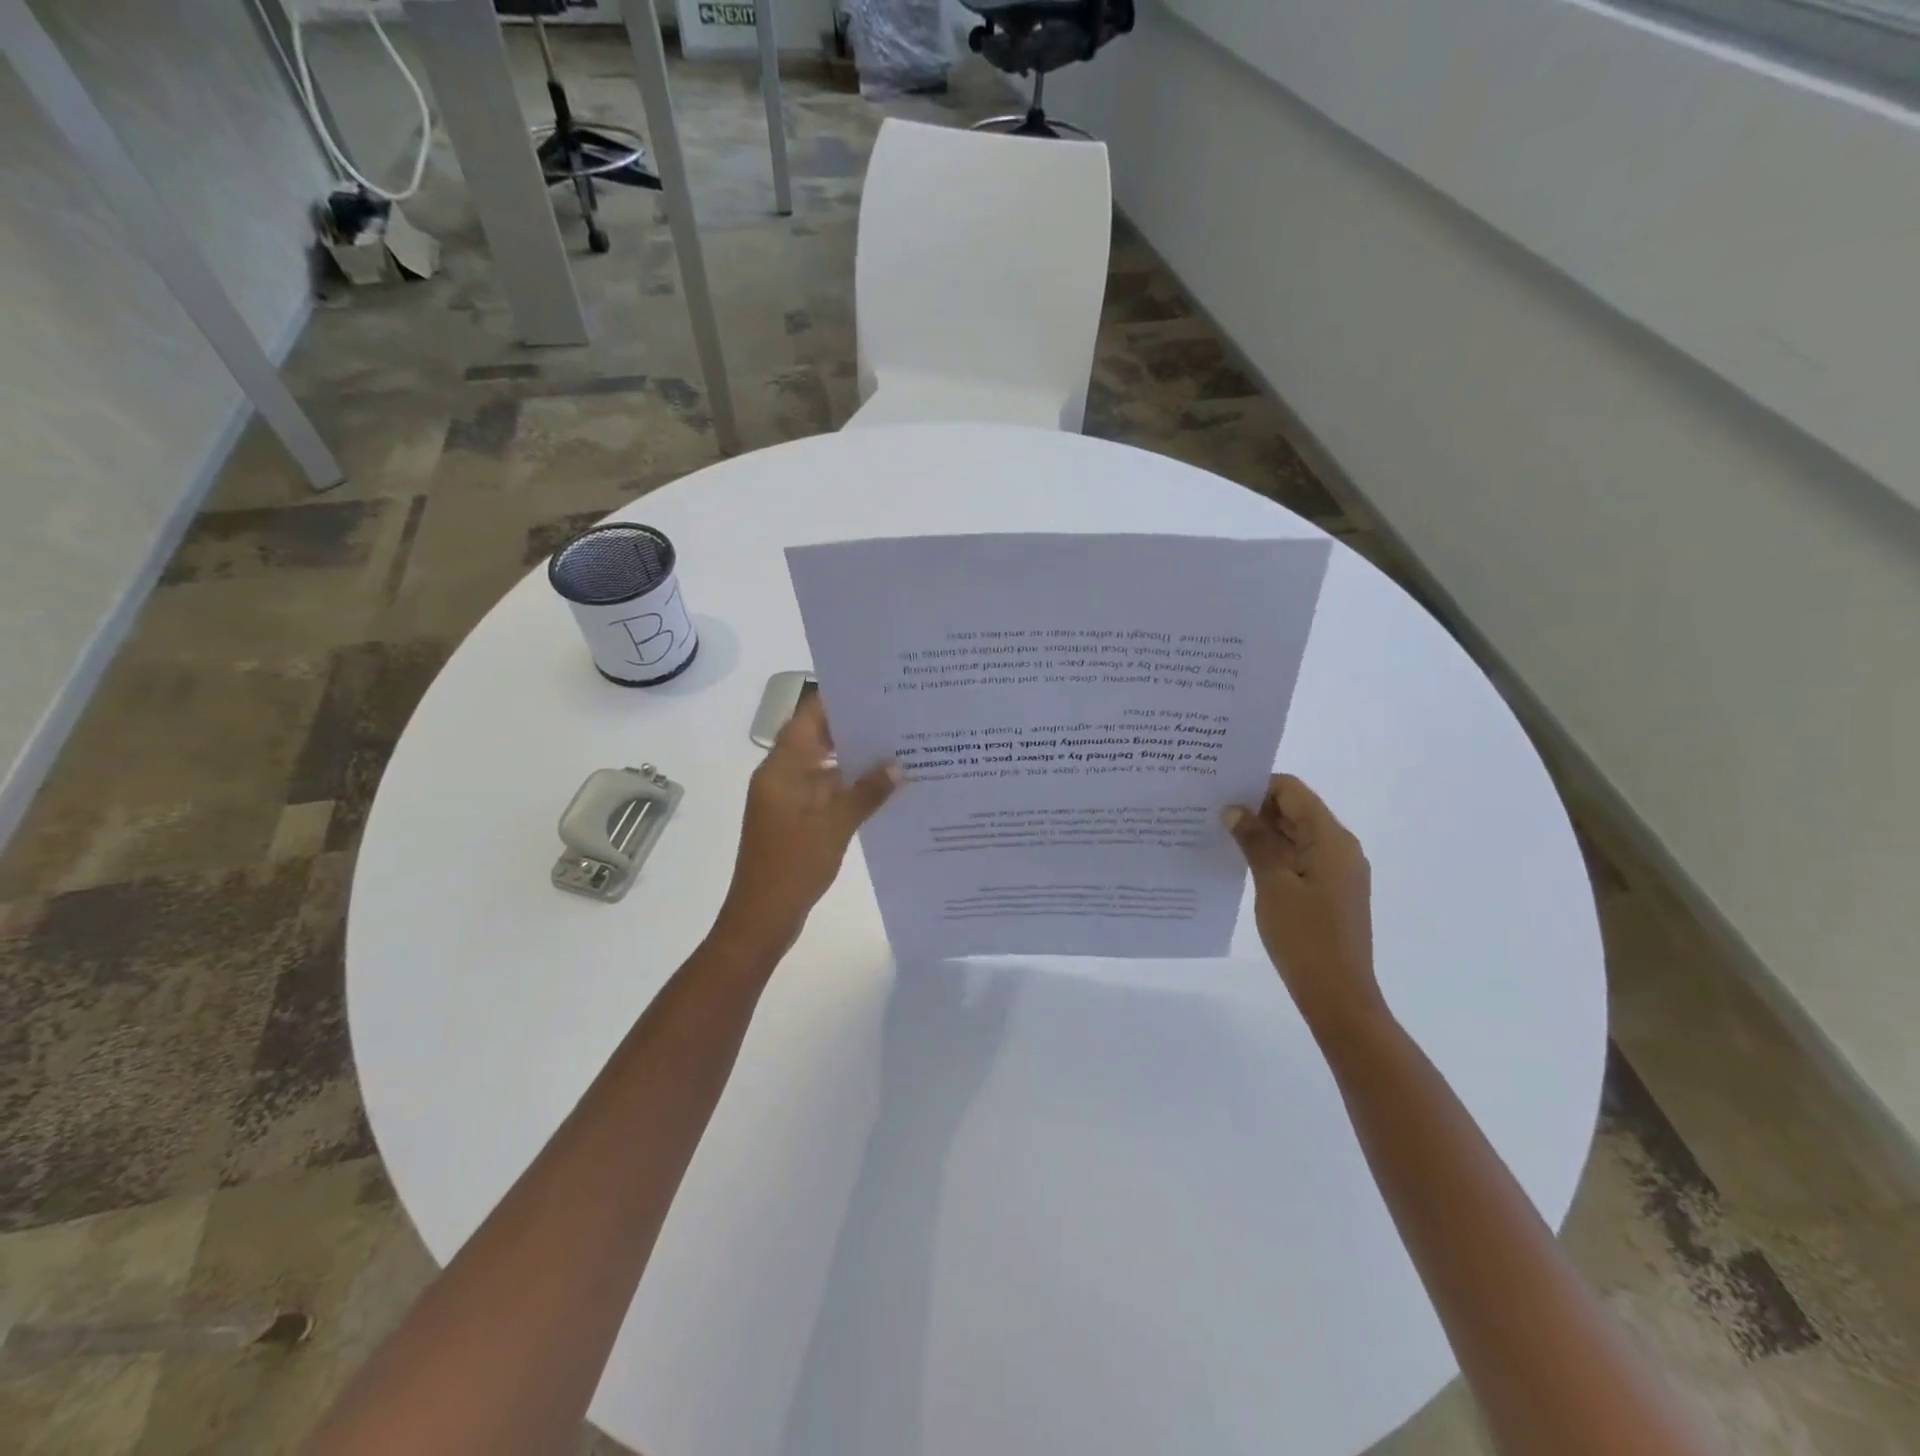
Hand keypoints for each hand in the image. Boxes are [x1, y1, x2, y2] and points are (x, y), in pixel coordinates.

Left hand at [714, 694, 899, 956]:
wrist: (762, 918)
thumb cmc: (792, 866)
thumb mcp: (834, 827)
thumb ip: (866, 793)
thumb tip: (897, 765)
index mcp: (781, 769)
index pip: (808, 718)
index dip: (837, 701)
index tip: (874, 690)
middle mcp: (782, 777)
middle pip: (817, 739)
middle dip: (853, 729)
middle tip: (896, 717)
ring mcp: (788, 800)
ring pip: (824, 767)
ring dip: (854, 760)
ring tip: (898, 748)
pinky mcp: (797, 820)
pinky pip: (825, 792)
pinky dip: (849, 787)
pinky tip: (883, 788)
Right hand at [1223, 776, 1385, 1034]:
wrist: (1338, 996)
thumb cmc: (1305, 937)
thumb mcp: (1273, 884)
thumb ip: (1254, 841)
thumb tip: (1234, 809)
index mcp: (1331, 839)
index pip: (1292, 791)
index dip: (1257, 786)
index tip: (1220, 791)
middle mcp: (1340, 848)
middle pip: (1295, 811)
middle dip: (1256, 807)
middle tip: (1211, 810)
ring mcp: (1336, 871)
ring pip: (1295, 835)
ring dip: (1262, 832)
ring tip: (1219, 833)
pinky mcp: (1329, 892)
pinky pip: (1298, 858)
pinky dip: (1272, 854)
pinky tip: (1241, 861)